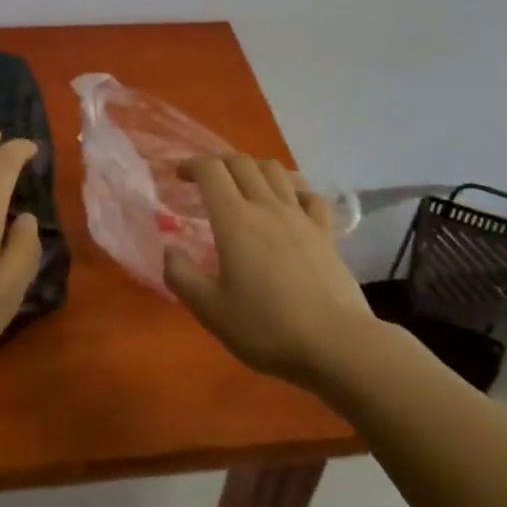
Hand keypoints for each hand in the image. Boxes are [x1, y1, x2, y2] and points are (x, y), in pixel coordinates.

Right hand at [163, 155, 376, 389]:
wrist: (336, 344)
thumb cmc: (267, 328)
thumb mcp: (211, 311)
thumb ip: (182, 276)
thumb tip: (169, 250)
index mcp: (235, 219)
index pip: (210, 170)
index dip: (191, 165)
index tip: (179, 176)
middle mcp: (267, 206)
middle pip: (241, 162)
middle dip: (218, 163)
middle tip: (205, 182)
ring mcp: (300, 217)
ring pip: (275, 171)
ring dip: (253, 169)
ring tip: (243, 187)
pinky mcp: (325, 232)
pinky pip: (308, 196)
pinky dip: (292, 191)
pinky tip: (288, 206)